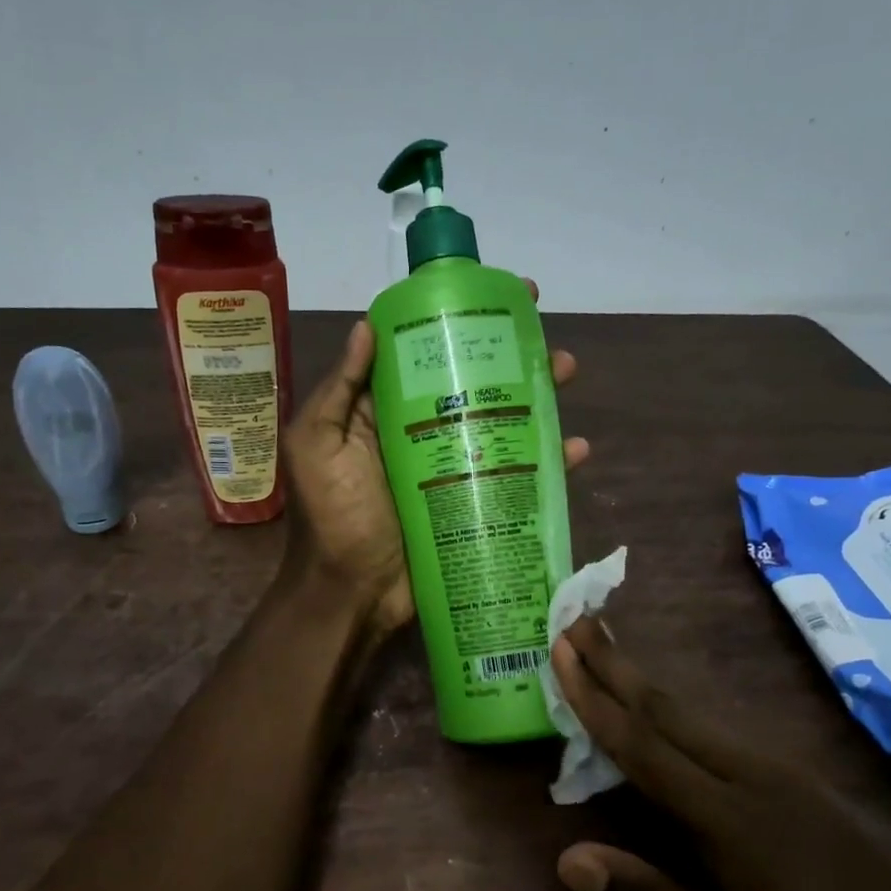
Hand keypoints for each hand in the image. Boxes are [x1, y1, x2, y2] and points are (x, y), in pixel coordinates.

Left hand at [281, 281, 587, 637]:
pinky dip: (546, 462)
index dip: (457, 322)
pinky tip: (573, 449)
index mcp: (383, 411)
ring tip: (564, 374)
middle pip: (471, 382)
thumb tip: (368, 325)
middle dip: (508, 355)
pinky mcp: (473, 502)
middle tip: (543, 334)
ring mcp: (451, 467)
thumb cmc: (333, 518)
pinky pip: (514, 474)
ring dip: (535, 396)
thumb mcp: (317, 446)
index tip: (495, 295)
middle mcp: (421, 431)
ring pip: (499, 421)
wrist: (351, 594)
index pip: (424, 354)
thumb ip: (340, 390)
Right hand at [549, 618, 890, 890]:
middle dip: (615, 664)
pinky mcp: (808, 783)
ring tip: (610, 650)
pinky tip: (676, 712)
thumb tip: (570, 856)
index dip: (593, 697)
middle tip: (575, 618)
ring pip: (698, 714)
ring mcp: (786, 775)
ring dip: (646, 680)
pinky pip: (724, 731)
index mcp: (730, 822)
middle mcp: (753, 778)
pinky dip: (681, 708)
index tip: (560, 649)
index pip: (642, 746)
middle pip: (668, 709)